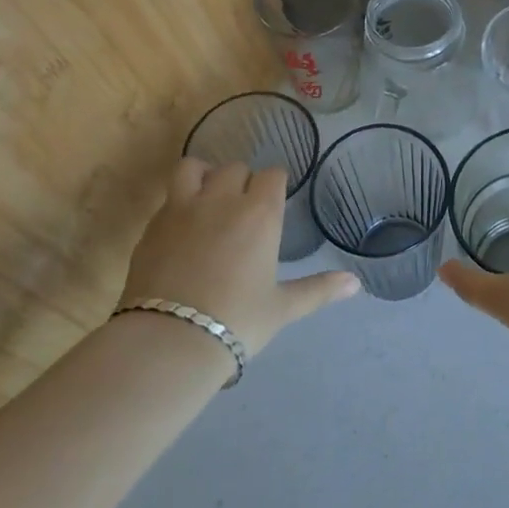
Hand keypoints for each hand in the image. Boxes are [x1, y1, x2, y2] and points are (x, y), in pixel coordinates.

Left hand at [121, 158, 357, 356]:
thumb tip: (355, 284)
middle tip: (244, 208)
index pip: (272, 175)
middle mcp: (222, 200)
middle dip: (242, 181)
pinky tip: (182, 229)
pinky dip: (178, 203)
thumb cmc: (237, 321)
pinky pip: (168, 198)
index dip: (275, 185)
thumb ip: (319, 289)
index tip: (274, 201)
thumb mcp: (282, 308)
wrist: (170, 339)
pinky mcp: (152, 226)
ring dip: (204, 176)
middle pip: (234, 168)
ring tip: (207, 198)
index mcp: (260, 213)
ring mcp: (182, 209)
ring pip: (193, 168)